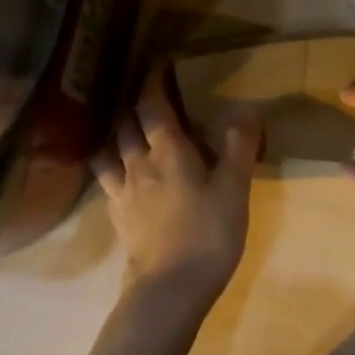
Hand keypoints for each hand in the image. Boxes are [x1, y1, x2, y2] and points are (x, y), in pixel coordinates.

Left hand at [93, 69, 261, 307]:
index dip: (154, 81)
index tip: (160, 64)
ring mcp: (122, 191)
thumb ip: (239, 146)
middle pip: (127, 124)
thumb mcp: (234, 189)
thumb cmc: (207, 234)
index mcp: (168, 151)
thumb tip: (246, 109)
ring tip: (129, 132)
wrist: (169, 290)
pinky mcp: (117, 216)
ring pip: (110, 150)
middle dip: (136, 105)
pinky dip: (112, 167)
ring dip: (118, 134)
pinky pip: (107, 181)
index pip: (152, 105)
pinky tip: (122, 175)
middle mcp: (138, 163)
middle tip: (150, 98)